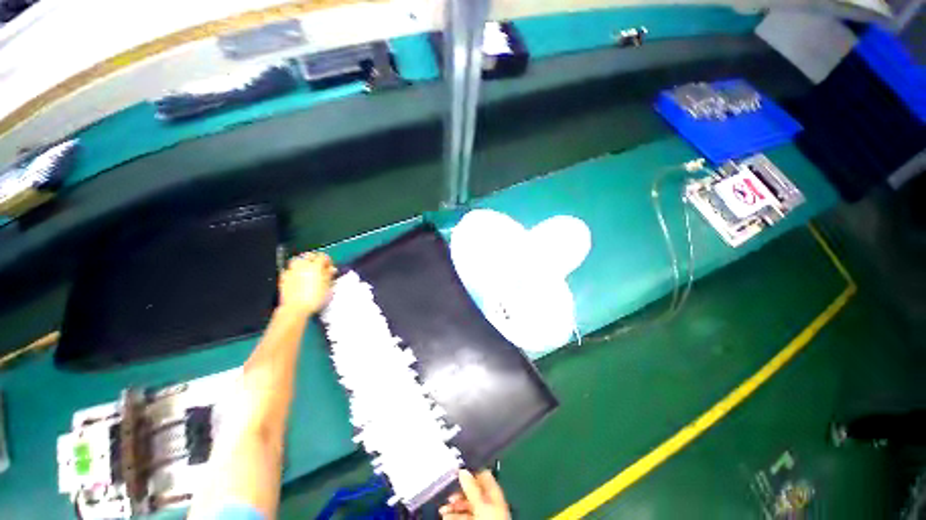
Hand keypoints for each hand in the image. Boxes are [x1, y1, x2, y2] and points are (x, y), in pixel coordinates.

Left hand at [279, 252, 335, 315]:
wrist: (295, 308)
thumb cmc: (316, 298)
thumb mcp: (328, 287)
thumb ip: (329, 276)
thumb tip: (331, 269)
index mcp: (315, 265)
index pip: (323, 257)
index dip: (328, 261)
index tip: (330, 269)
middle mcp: (302, 265)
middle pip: (309, 255)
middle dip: (315, 259)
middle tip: (319, 268)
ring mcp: (291, 270)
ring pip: (297, 260)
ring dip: (303, 263)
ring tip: (308, 271)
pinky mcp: (283, 277)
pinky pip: (289, 269)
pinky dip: (294, 271)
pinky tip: (297, 277)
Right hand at [440, 469, 509, 519]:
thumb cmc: (491, 519)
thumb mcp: (481, 503)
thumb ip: (471, 487)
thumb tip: (462, 470)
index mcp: (493, 491)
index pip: (481, 474)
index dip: (469, 471)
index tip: (456, 471)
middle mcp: (489, 500)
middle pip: (471, 491)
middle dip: (457, 492)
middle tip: (447, 496)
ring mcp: (484, 512)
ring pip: (467, 504)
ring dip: (454, 506)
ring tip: (443, 510)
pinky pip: (465, 515)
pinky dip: (456, 515)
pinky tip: (447, 517)